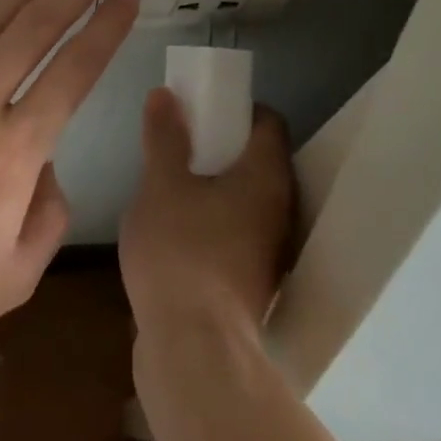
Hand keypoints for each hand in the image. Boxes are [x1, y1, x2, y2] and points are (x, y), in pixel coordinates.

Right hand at [120, 90, 294, 340]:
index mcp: (266, 177)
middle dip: (223, 146)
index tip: (203, 108)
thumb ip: (164, 138)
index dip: (238, 108)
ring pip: (249, 199)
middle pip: (259, 160)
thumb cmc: (179, 252)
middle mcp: (280, 209)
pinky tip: (178, 228)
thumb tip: (166, 93)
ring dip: (218, 185)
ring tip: (174, 183)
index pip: (269, 122)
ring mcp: (269, 249)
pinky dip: (216, 218)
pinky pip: (239, 230)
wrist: (193, 347)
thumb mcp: (161, 185)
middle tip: (182, 142)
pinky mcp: (253, 279)